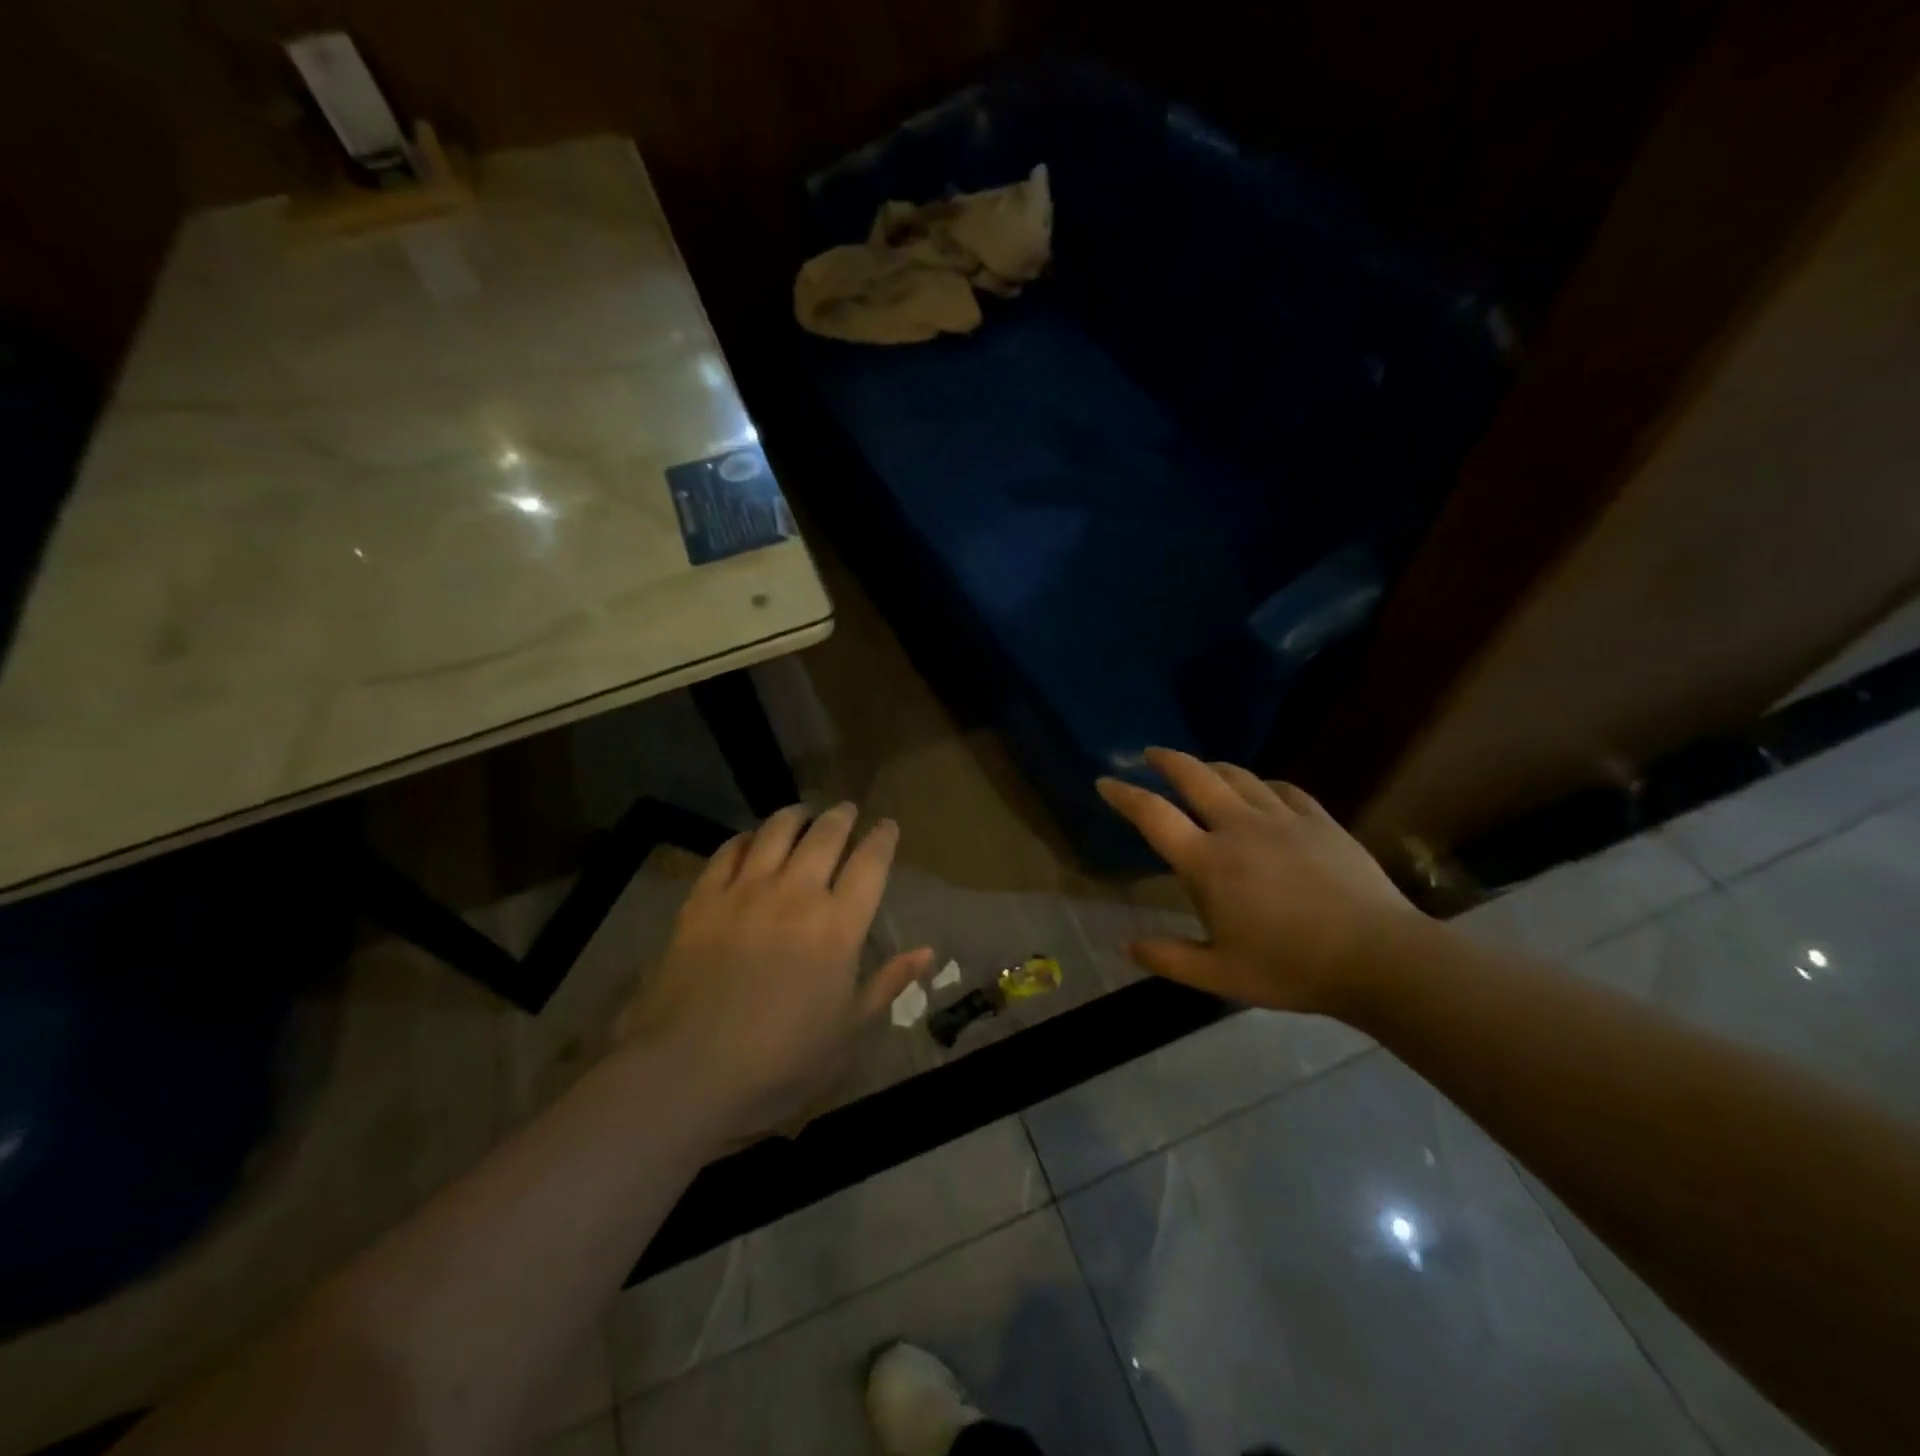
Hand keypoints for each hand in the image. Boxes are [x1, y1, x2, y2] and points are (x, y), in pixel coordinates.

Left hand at [616, 803, 930, 1138]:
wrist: (691, 1069)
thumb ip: (888, 982)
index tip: (887, 825)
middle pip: (825, 836)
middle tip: (847, 809)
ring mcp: (746, 892)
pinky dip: (745, 838)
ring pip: (776, 832)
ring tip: (802, 813)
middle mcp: (796, 894)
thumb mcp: (848, 1028)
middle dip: (841, 816)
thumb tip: (928, 951)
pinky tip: (751, 839)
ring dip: (795, 816)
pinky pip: (728, 852)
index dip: (882, 838)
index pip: (870, 863)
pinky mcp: (703, 899)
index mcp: (838, 925)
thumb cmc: (783, 1058)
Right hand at [1097, 748, 1421, 1015]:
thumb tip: (1125, 944)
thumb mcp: (1219, 975)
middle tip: (1151, 754)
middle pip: (1195, 777)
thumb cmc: (1290, 968)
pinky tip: (1262, 791)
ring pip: (1238, 776)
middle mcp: (1239, 828)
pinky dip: (1263, 784)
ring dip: (1212, 768)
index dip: (1124, 795)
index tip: (1105, 782)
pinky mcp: (1319, 820)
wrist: (1378, 958)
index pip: (1153, 816)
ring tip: (1201, 770)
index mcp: (1208, 863)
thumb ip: (1168, 959)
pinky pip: (1284, 788)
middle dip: (1167, 760)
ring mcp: (1282, 819)